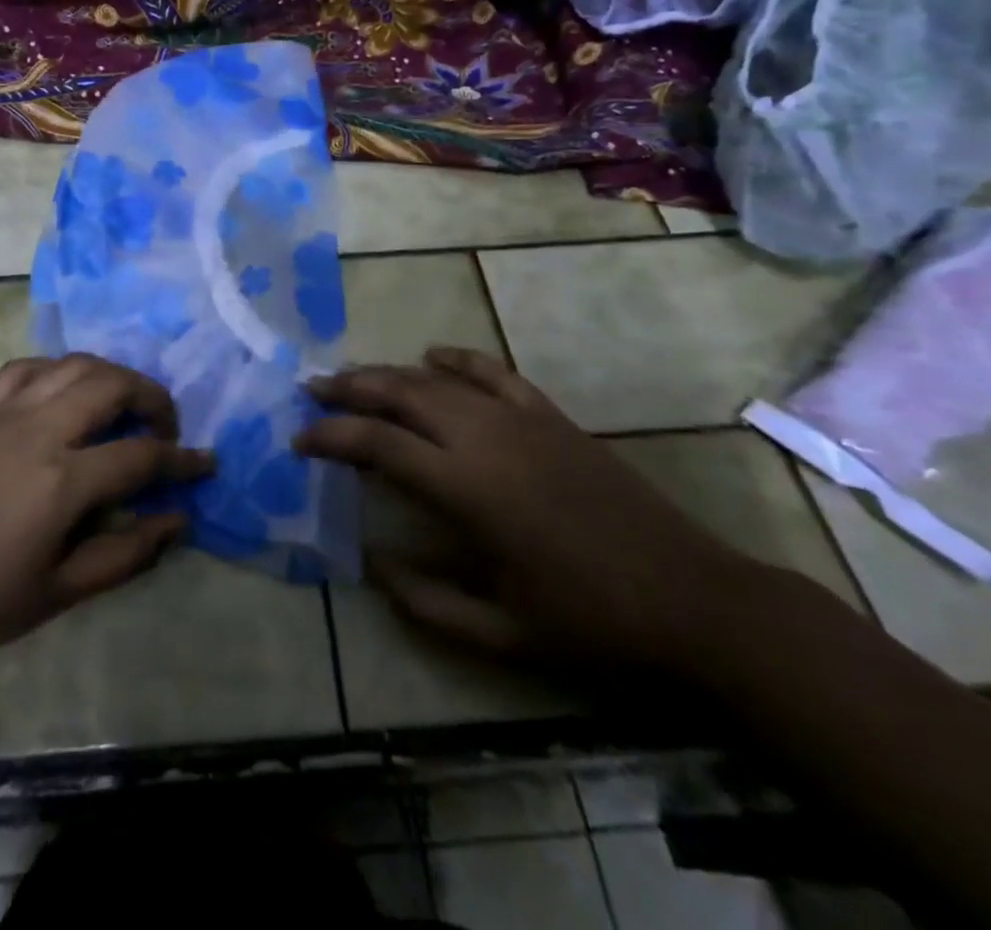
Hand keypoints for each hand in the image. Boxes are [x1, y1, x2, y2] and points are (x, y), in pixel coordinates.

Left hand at [0, 353, 210, 679]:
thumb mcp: (58, 593)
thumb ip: (125, 554)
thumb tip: (178, 521)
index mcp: (62, 481)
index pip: (142, 455)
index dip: (183, 460)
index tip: (206, 464)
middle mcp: (39, 431)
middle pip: (113, 385)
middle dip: (153, 398)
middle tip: (165, 426)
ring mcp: (3, 413)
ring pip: (73, 364)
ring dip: (110, 375)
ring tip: (122, 402)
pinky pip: (25, 369)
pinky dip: (57, 369)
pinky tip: (62, 391)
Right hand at [299, 347, 761, 673]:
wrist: (692, 598)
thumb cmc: (591, 622)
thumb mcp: (501, 633)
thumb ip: (426, 602)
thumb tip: (371, 564)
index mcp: (466, 488)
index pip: (377, 444)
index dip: (330, 437)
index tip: (299, 441)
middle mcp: (484, 438)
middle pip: (399, 393)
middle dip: (349, 388)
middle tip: (312, 391)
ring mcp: (520, 419)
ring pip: (437, 379)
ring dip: (389, 372)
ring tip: (354, 376)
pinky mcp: (550, 416)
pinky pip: (492, 372)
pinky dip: (457, 360)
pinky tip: (432, 356)